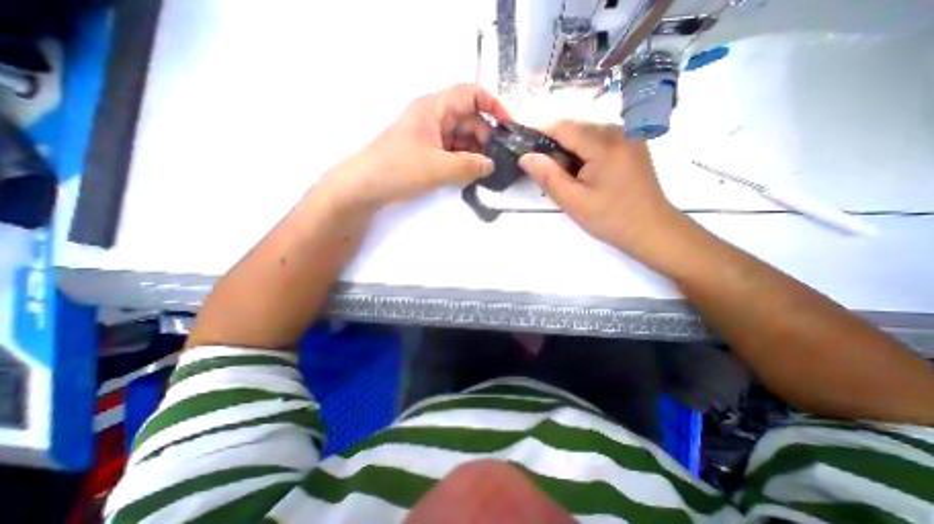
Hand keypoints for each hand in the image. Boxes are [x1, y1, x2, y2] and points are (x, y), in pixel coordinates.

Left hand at [321, 84, 509, 208]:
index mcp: (435, 108)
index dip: (494, 107)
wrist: (364, 187)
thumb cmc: (399, 169)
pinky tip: (472, 175)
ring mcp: (430, 137)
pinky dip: (464, 162)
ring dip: (476, 153)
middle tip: (499, 160)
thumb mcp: (438, 167)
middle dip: (486, 138)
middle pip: (469, 119)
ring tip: (488, 171)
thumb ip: (470, 166)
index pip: (471, 94)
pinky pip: (452, 152)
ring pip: (462, 138)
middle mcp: (434, 118)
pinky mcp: (428, 153)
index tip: (510, 128)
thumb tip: (491, 165)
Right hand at [518, 121, 684, 263]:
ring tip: (563, 176)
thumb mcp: (573, 201)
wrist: (651, 229)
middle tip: (544, 172)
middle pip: (575, 128)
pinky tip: (581, 173)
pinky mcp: (631, 145)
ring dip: (568, 150)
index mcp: (604, 143)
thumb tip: (525, 157)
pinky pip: (598, 140)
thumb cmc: (610, 218)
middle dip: (554, 145)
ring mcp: (628, 136)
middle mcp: (619, 131)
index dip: (539, 133)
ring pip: (586, 134)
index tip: (523, 148)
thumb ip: (548, 176)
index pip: (563, 126)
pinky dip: (583, 152)